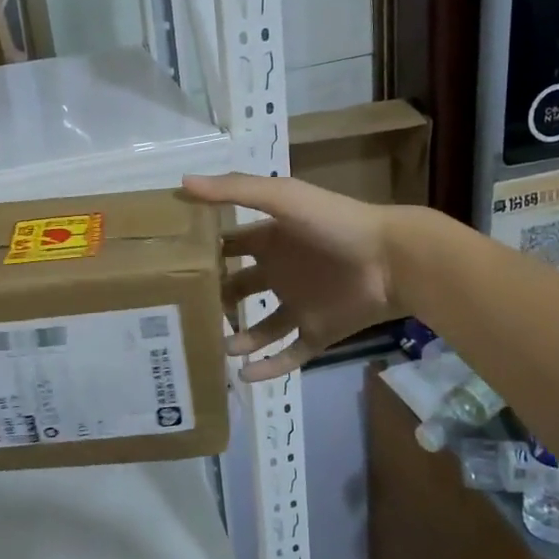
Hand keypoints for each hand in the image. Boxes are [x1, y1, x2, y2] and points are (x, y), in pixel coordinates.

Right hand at [182, 173, 404, 380]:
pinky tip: (242, 375)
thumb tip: (182, 183)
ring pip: (262, 327)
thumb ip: (235, 190)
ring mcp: (300, 305)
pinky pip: (289, 355)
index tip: (169, 265)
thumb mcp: (281, 198)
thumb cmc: (333, 223)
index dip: (205, 253)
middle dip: (217, 298)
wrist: (390, 259)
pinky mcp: (318, 332)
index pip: (230, 247)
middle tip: (184, 313)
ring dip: (240, 338)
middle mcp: (281, 273)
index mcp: (271, 241)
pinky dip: (268, 368)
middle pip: (241, 288)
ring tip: (214, 347)